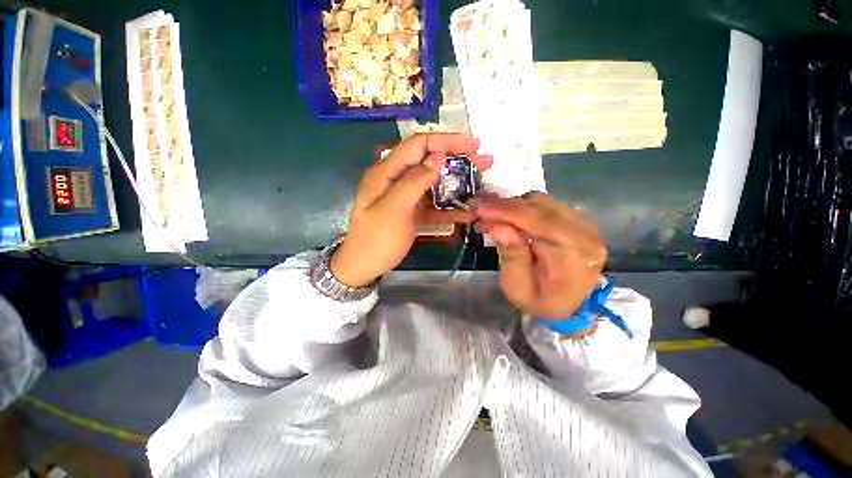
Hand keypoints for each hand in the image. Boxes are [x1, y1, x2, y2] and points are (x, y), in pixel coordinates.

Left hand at [331, 133, 492, 286]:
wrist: (364, 267)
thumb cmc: (376, 239)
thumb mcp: (395, 209)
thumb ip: (415, 181)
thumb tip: (438, 157)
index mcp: (386, 172)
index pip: (418, 145)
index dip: (446, 141)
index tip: (472, 144)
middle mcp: (396, 180)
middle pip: (429, 162)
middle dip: (457, 160)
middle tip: (484, 161)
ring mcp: (405, 197)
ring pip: (434, 184)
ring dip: (457, 184)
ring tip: (481, 183)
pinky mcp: (412, 212)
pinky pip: (433, 205)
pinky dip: (450, 208)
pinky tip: (468, 212)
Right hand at [473, 192, 606, 319]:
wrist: (567, 304)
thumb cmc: (540, 301)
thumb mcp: (518, 288)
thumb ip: (511, 257)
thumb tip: (498, 226)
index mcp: (574, 256)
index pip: (539, 222)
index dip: (507, 212)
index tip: (480, 209)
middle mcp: (585, 234)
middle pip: (540, 207)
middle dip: (505, 206)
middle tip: (479, 211)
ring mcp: (584, 224)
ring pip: (542, 201)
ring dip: (512, 206)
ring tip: (492, 216)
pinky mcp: (577, 219)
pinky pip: (546, 204)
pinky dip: (523, 206)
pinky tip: (508, 216)